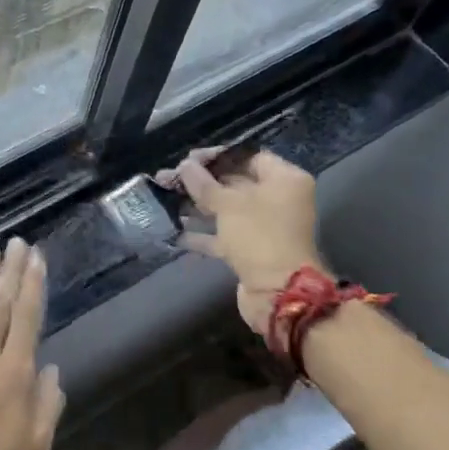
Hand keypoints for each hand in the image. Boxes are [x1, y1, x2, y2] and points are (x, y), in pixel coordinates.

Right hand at [155, 148, 323, 338]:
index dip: (217, 156)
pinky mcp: (252, 250)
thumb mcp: (228, 204)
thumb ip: (203, 183)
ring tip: (164, 200)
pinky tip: (173, 230)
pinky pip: (223, 235)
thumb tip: (185, 166)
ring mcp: (265, 227)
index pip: (248, 157)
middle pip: (234, 183)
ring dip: (196, 206)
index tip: (189, 160)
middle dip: (200, 182)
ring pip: (226, 210)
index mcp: (284, 180)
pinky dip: (201, 233)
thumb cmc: (258, 236)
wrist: (278, 293)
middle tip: (168, 178)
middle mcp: (278, 200)